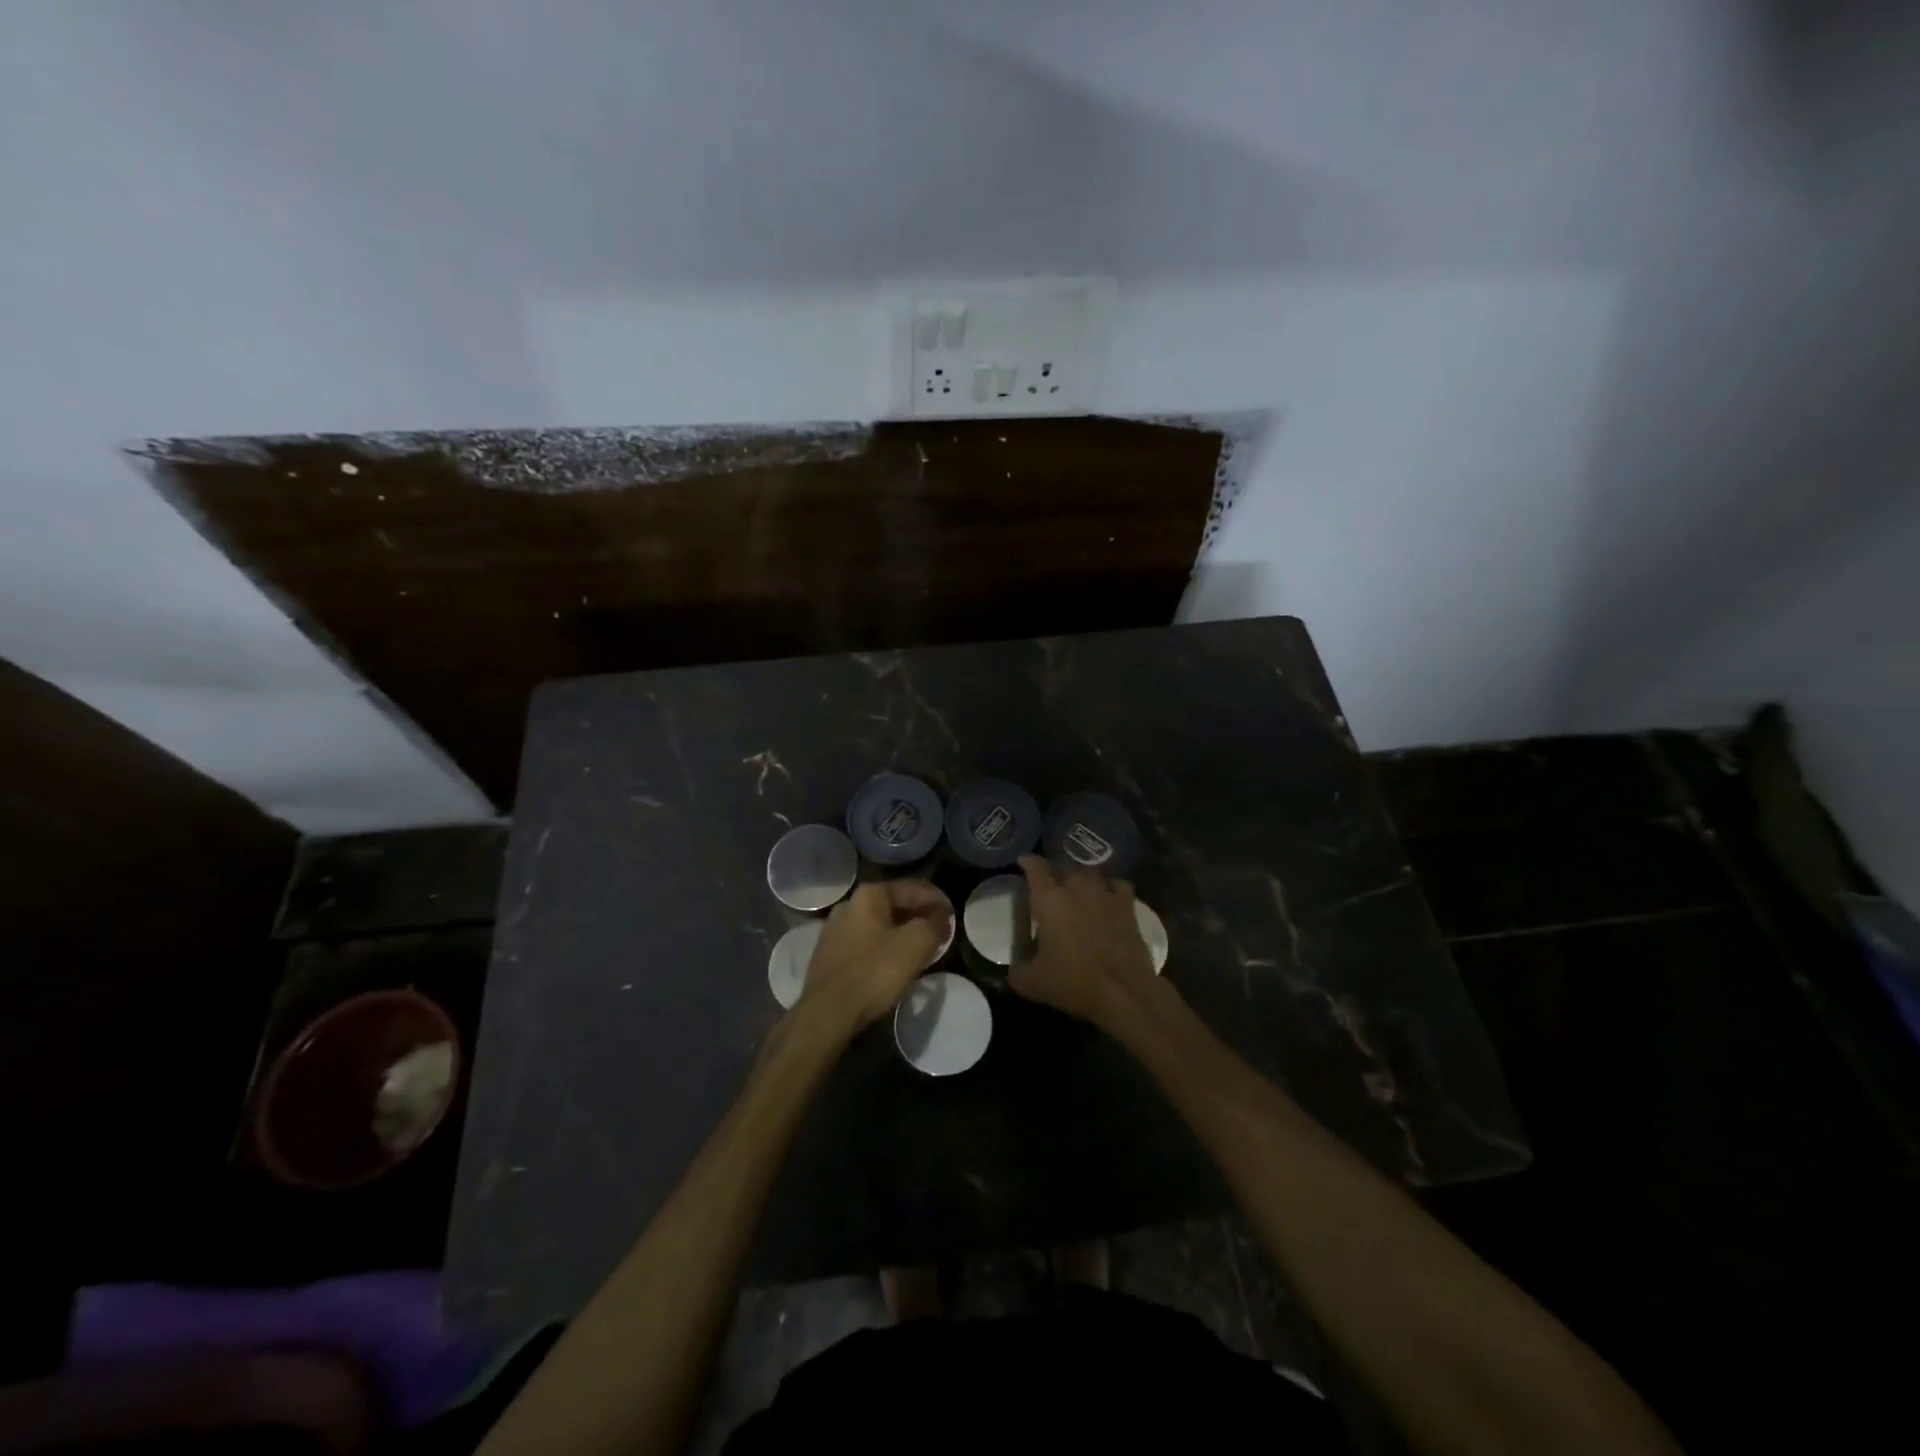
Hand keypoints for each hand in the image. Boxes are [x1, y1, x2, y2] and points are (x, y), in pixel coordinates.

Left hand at [799, 880, 949, 1031]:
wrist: (828, 1012)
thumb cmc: (875, 972)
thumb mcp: (916, 944)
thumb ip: (934, 924)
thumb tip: (942, 916)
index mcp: (870, 894)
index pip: (914, 888)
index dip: (938, 900)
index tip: (954, 917)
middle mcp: (849, 904)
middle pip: (895, 904)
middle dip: (920, 916)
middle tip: (940, 933)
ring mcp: (834, 929)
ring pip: (880, 924)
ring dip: (902, 932)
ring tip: (922, 948)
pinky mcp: (829, 954)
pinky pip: (866, 942)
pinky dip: (885, 947)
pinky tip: (894, 963)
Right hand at [1008, 855, 1159, 1031]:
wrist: (1122, 992)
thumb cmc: (1072, 982)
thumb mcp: (1032, 983)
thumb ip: (1017, 971)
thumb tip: (1013, 969)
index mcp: (1049, 900)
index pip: (1035, 868)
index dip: (1028, 862)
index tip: (1023, 861)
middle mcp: (1076, 888)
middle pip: (1063, 867)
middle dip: (1054, 870)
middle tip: (1049, 881)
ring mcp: (1104, 893)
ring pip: (1090, 872)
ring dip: (1080, 876)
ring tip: (1077, 886)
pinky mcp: (1127, 905)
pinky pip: (1117, 884)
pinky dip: (1109, 886)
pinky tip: (1107, 895)